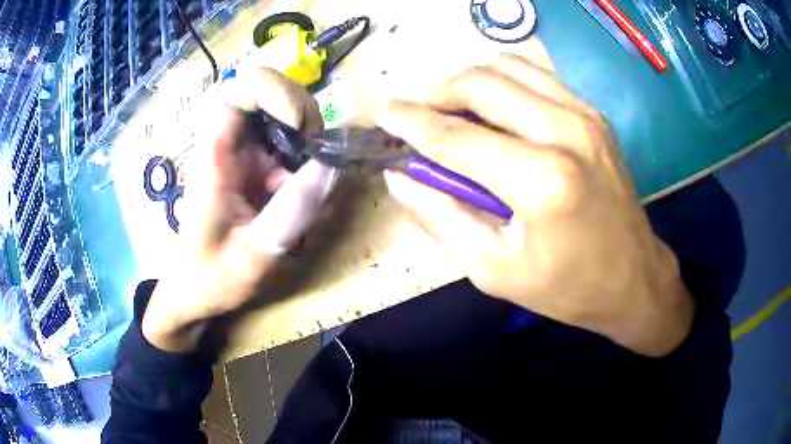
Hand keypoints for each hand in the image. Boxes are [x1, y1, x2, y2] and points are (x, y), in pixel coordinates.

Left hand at [141, 68, 335, 351]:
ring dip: (307, 137)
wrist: (194, 290)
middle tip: (316, 156)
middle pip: (270, 93)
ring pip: (282, 114)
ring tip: (311, 178)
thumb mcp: (255, 253)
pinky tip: (304, 190)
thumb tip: (332, 164)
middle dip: (302, 114)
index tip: (302, 128)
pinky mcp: (254, 167)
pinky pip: (286, 144)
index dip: (277, 92)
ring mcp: (243, 153)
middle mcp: (230, 143)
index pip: (243, 88)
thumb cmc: (212, 276)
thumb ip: (292, 209)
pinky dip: (305, 158)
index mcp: (216, 154)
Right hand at [377, 55, 693, 356]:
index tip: (378, 110)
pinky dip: (502, 81)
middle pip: (481, 83)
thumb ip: (441, 217)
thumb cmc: (566, 288)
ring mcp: (585, 116)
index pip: (455, 136)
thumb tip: (399, 176)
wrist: (634, 279)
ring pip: (508, 67)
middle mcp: (566, 132)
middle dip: (434, 91)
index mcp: (541, 182)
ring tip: (448, 107)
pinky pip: (536, 76)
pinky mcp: (594, 114)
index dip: (408, 120)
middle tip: (412, 112)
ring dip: (467, 80)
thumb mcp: (493, 271)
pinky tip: (491, 107)